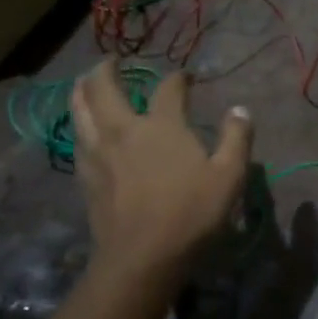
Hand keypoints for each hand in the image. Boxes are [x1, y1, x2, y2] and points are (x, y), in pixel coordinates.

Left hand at [69, 67, 252, 278]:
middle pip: (104, 87)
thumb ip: (237, 138)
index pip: (168, 88)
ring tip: (86, 83)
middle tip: (112, 61)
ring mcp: (99, 152)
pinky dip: (80, 122)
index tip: (187, 77)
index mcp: (161, 125)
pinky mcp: (85, 175)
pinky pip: (77, 137)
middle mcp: (124, 130)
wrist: (142, 257)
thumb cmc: (191, 213)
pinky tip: (86, 128)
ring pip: (79, 109)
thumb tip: (240, 109)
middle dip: (107, 69)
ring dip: (82, 90)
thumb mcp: (229, 176)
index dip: (179, 78)